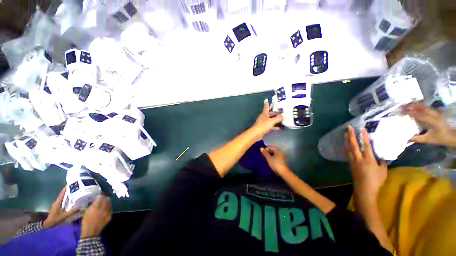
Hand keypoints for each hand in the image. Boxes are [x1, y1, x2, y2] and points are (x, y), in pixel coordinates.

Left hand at [43, 188, 79, 228]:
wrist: (48, 223)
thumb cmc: (56, 219)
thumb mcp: (64, 216)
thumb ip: (72, 211)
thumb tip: (81, 206)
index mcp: (58, 202)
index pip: (62, 193)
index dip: (66, 188)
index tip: (70, 184)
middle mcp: (57, 201)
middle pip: (62, 194)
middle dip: (68, 191)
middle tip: (75, 188)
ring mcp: (56, 204)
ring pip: (62, 197)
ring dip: (67, 195)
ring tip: (74, 193)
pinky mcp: (57, 206)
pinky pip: (62, 200)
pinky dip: (66, 198)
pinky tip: (70, 200)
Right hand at [81, 196, 111, 238]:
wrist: (90, 231)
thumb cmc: (86, 221)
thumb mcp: (87, 211)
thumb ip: (92, 204)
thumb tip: (96, 200)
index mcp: (96, 207)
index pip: (100, 197)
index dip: (99, 196)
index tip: (98, 197)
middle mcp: (103, 209)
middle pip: (107, 199)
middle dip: (104, 198)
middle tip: (102, 199)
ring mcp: (107, 212)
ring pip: (110, 204)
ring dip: (107, 202)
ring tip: (104, 203)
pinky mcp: (110, 216)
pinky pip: (110, 209)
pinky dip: (108, 208)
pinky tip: (105, 209)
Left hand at [252, 100, 283, 139]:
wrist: (256, 133)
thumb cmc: (263, 125)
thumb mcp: (272, 121)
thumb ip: (278, 118)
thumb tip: (284, 115)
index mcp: (264, 113)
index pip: (266, 107)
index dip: (267, 103)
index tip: (266, 99)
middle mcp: (264, 117)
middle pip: (269, 113)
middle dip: (274, 111)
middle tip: (280, 110)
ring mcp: (263, 122)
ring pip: (270, 119)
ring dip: (275, 119)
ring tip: (282, 118)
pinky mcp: (264, 128)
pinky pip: (270, 126)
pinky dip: (274, 126)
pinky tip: (279, 128)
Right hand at [260, 146, 288, 174]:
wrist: (283, 172)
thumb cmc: (275, 164)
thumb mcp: (269, 158)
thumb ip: (265, 153)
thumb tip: (261, 148)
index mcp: (277, 150)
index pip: (270, 147)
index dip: (265, 149)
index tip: (262, 153)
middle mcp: (279, 152)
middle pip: (272, 150)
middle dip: (267, 152)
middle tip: (263, 156)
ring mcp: (280, 156)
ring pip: (273, 154)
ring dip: (269, 155)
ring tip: (265, 158)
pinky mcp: (280, 160)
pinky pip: (275, 157)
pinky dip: (271, 158)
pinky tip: (269, 161)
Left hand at [345, 126, 386, 201]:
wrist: (364, 189)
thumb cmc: (376, 181)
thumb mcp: (383, 171)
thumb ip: (382, 162)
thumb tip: (381, 156)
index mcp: (368, 159)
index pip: (366, 146)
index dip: (364, 137)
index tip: (362, 129)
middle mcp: (358, 158)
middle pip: (353, 145)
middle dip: (351, 135)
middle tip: (348, 127)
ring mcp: (353, 160)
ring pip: (348, 148)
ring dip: (346, 140)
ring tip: (345, 133)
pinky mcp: (350, 163)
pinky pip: (347, 153)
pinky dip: (346, 147)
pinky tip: (345, 144)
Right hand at [403, 103, 455, 146]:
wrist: (452, 136)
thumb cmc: (440, 138)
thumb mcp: (428, 140)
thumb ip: (417, 139)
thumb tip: (406, 139)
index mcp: (431, 121)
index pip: (418, 114)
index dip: (409, 112)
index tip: (400, 112)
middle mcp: (434, 115)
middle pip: (421, 107)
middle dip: (411, 106)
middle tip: (402, 107)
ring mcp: (435, 113)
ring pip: (424, 106)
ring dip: (415, 105)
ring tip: (407, 106)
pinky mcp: (436, 112)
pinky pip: (426, 107)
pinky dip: (419, 106)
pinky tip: (415, 107)